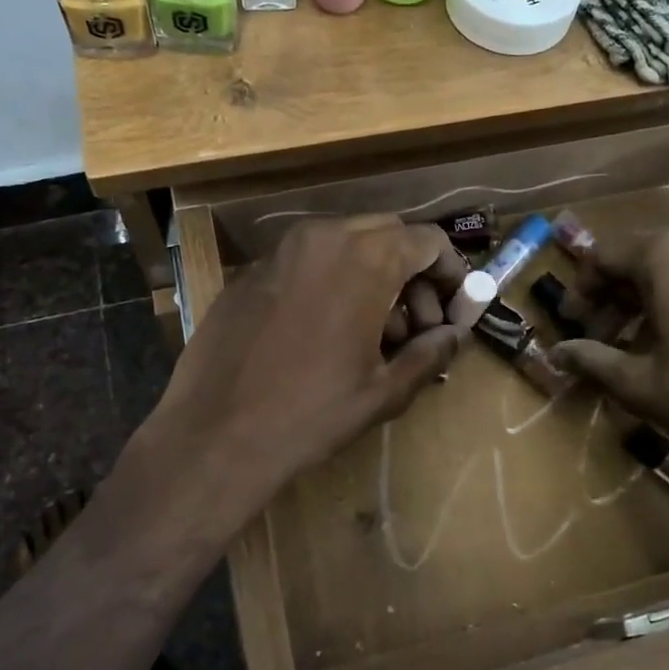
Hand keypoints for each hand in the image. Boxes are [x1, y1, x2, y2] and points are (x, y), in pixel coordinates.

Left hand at [148, 216, 469, 519]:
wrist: (214, 435)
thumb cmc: (311, 414)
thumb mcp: (384, 390)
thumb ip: (429, 352)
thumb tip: (454, 335)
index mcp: (364, 258)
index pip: (427, 240)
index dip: (451, 271)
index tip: (454, 309)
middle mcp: (322, 237)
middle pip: (386, 235)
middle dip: (411, 273)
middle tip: (416, 326)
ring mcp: (280, 251)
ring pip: (344, 245)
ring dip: (371, 276)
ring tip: (372, 335)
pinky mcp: (250, 272)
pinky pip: (306, 262)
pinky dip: (330, 282)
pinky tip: (323, 333)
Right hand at [549, 226, 668, 562]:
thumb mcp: (642, 385)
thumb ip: (593, 360)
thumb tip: (556, 355)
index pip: (606, 256)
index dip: (583, 291)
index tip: (574, 324)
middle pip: (649, 259)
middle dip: (621, 298)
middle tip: (606, 339)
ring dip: (660, 301)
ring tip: (650, 348)